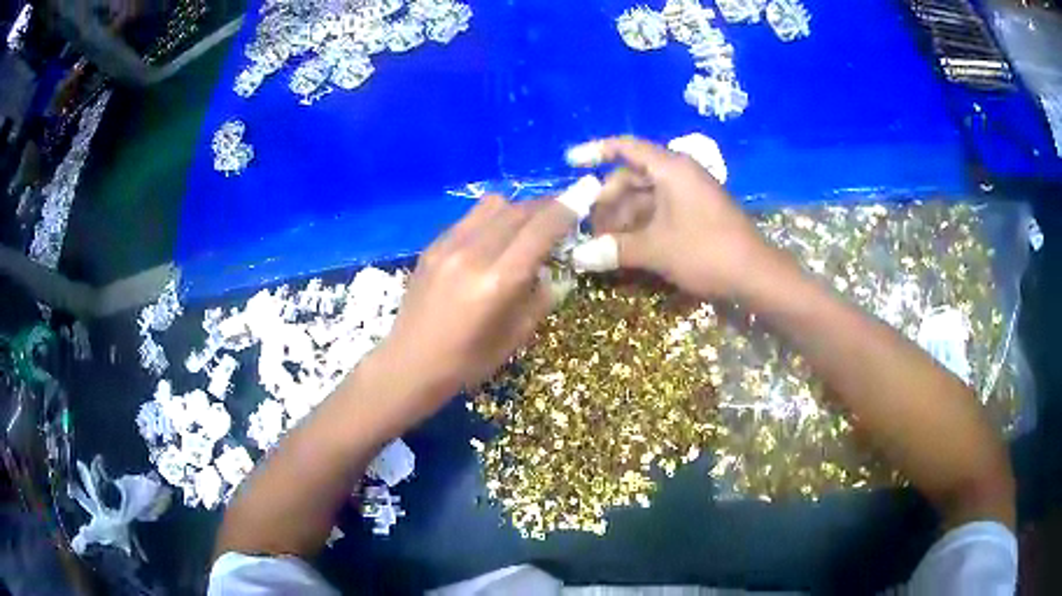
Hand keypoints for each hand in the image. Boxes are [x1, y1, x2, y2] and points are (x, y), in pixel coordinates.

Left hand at [375, 194, 576, 410]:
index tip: (585, 192)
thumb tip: (556, 271)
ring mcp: (448, 246)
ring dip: (518, 209)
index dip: (567, 208)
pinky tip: (492, 239)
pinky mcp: (432, 246)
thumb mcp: (516, 337)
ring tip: (526, 226)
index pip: (540, 229)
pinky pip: (470, 217)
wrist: (410, 364)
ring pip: (493, 204)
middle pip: (519, 209)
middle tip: (561, 215)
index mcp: (498, 281)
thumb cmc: (467, 361)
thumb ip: (541, 298)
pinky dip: (491, 219)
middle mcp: (473, 253)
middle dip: (546, 206)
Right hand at [578, 136, 779, 298]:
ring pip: (645, 195)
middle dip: (608, 199)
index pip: (626, 147)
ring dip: (623, 216)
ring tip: (605, 242)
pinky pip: (660, 209)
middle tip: (589, 226)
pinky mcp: (696, 212)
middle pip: (632, 175)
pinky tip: (627, 245)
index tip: (570, 162)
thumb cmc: (706, 252)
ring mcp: (690, 193)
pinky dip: (642, 223)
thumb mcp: (656, 249)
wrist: (756, 274)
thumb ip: (614, 249)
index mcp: (671, 168)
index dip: (595, 151)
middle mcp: (679, 173)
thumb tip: (576, 257)